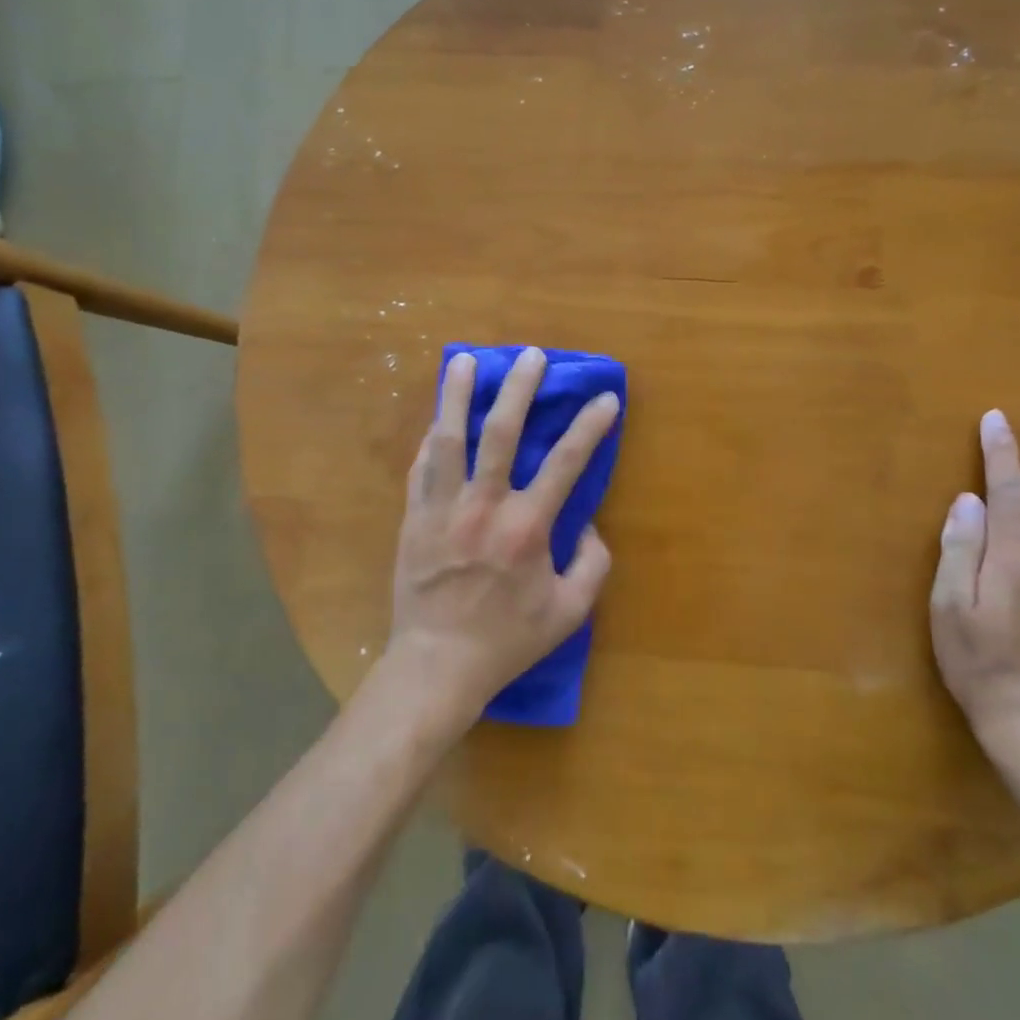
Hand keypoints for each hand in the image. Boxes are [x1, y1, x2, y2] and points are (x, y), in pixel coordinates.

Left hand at [387, 348, 620, 732]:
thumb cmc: (507, 640)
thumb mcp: (569, 613)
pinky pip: (421, 466)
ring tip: (463, 360)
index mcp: (527, 528)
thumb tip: (590, 527)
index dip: (590, 426)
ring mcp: (443, 508)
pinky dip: (432, 438)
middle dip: (518, 388)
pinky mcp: (414, 517)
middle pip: (501, 432)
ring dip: (457, 394)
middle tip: (529, 355)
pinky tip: (438, 417)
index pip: (566, 462)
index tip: (606, 399)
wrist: (437, 663)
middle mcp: (484, 506)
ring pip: (449, 438)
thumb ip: (593, 566)